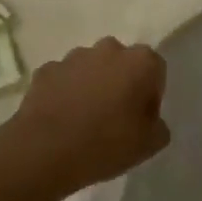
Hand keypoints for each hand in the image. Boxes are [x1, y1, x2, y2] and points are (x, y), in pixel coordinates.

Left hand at [0, 38, 169, 200]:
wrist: (43, 151)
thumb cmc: (105, 144)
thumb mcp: (149, 145)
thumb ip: (158, 126)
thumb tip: (150, 120)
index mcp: (140, 62)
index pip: (156, 70)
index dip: (151, 95)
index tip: (141, 119)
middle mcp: (109, 49)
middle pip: (123, 63)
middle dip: (122, 83)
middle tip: (115, 117)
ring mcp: (74, 57)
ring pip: (91, 68)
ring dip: (93, 85)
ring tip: (85, 119)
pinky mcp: (46, 69)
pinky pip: (64, 79)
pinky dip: (66, 92)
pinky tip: (62, 119)